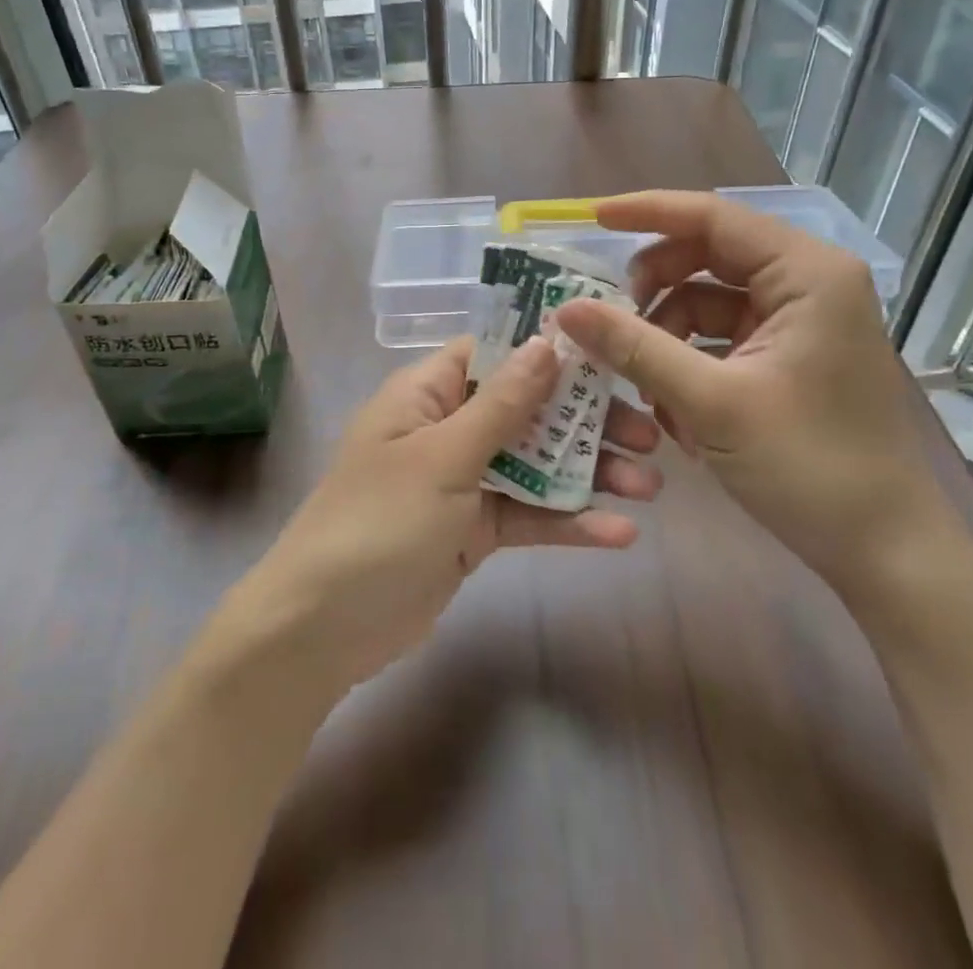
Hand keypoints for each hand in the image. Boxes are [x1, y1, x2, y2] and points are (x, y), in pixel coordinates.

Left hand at [228, 335, 662, 695]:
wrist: (323, 628)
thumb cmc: (378, 522)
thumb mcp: (442, 457)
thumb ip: (501, 404)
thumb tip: (546, 342)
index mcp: (427, 393)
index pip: (495, 352)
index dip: (549, 349)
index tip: (610, 353)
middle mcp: (448, 427)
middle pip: (527, 409)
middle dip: (585, 420)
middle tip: (647, 433)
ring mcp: (463, 480)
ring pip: (535, 462)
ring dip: (588, 472)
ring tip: (650, 485)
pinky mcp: (475, 529)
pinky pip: (527, 514)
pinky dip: (568, 521)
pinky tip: (620, 533)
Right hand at [553, 191, 953, 599]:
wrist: (885, 552)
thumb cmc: (809, 466)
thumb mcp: (710, 402)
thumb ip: (635, 347)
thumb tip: (566, 309)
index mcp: (806, 273)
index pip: (714, 217)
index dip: (649, 212)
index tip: (592, 218)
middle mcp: (808, 283)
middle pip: (709, 257)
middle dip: (655, 288)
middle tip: (611, 321)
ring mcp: (801, 321)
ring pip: (709, 300)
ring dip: (668, 335)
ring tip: (647, 388)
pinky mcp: (791, 356)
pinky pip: (723, 337)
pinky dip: (690, 361)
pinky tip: (676, 410)